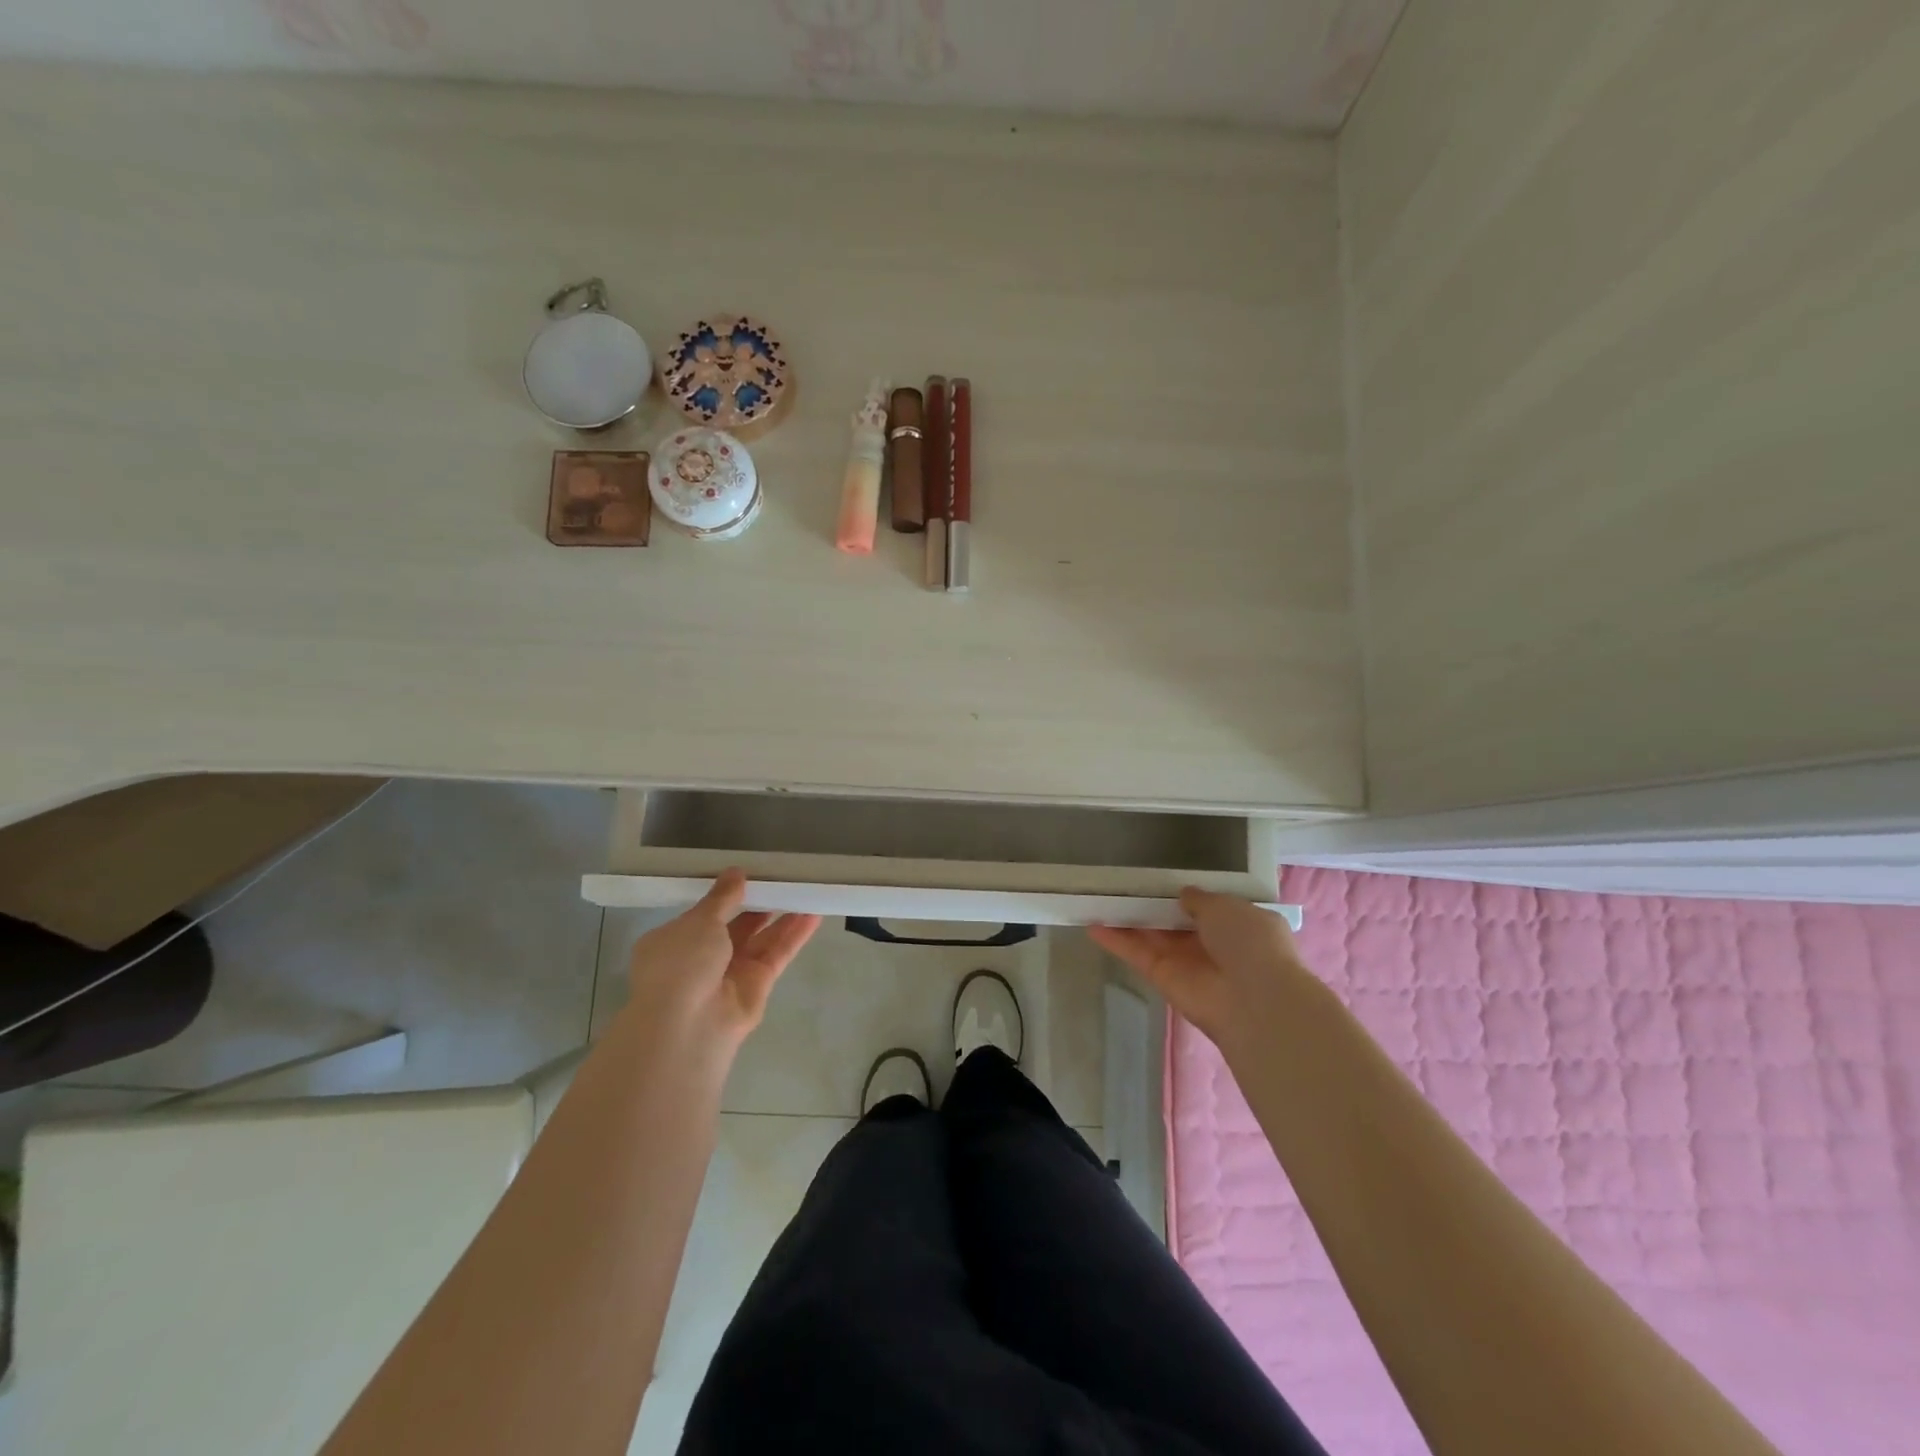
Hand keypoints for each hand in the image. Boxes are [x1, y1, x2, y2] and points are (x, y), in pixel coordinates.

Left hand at [624, 870, 820, 1061]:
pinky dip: (794, 936)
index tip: (748, 875)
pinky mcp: (758, 986)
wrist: (688, 1025)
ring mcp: (731, 974)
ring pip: (761, 939)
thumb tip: (735, 873)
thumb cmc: (681, 963)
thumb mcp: (699, 921)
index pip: (702, 914)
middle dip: (758, 904)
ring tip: (805, 890)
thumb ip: (722, 897)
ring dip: (783, 917)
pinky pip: (777, 954)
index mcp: (675, 941)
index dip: (725, 895)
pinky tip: (813, 914)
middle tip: (782, 879)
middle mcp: (702, 958)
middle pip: (736, 926)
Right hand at [1090, 889, 1307, 1051]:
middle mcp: (1212, 944)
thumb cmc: (1250, 942)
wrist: (1254, 999)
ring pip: (1152, 936)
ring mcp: (1186, 962)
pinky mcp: (1163, 978)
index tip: (1160, 876)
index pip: (1208, 906)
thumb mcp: (1228, 906)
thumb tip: (1184, 893)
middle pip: (1174, 920)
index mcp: (1238, 923)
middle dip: (1152, 903)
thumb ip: (1200, 898)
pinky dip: (1115, 941)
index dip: (1186, 893)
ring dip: (1127, 918)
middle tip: (1121, 882)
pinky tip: (1091, 923)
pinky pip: (1137, 954)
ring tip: (1098, 896)